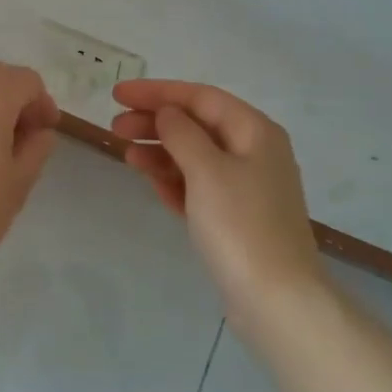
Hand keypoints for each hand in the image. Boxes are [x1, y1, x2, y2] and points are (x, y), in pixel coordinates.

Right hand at [112, 80, 326, 343]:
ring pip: (195, 156)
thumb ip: (181, 133)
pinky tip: (149, 180)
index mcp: (255, 131)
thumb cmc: (240, 224)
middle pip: (197, 125)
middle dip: (155, 122)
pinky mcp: (235, 216)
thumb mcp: (206, 170)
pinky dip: (173, 178)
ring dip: (160, 150)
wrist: (276, 299)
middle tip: (115, 127)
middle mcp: (254, 152)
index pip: (200, 97)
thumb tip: (167, 113)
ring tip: (126, 154)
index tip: (117, 94)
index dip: (157, 92)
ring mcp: (246, 187)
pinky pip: (198, 185)